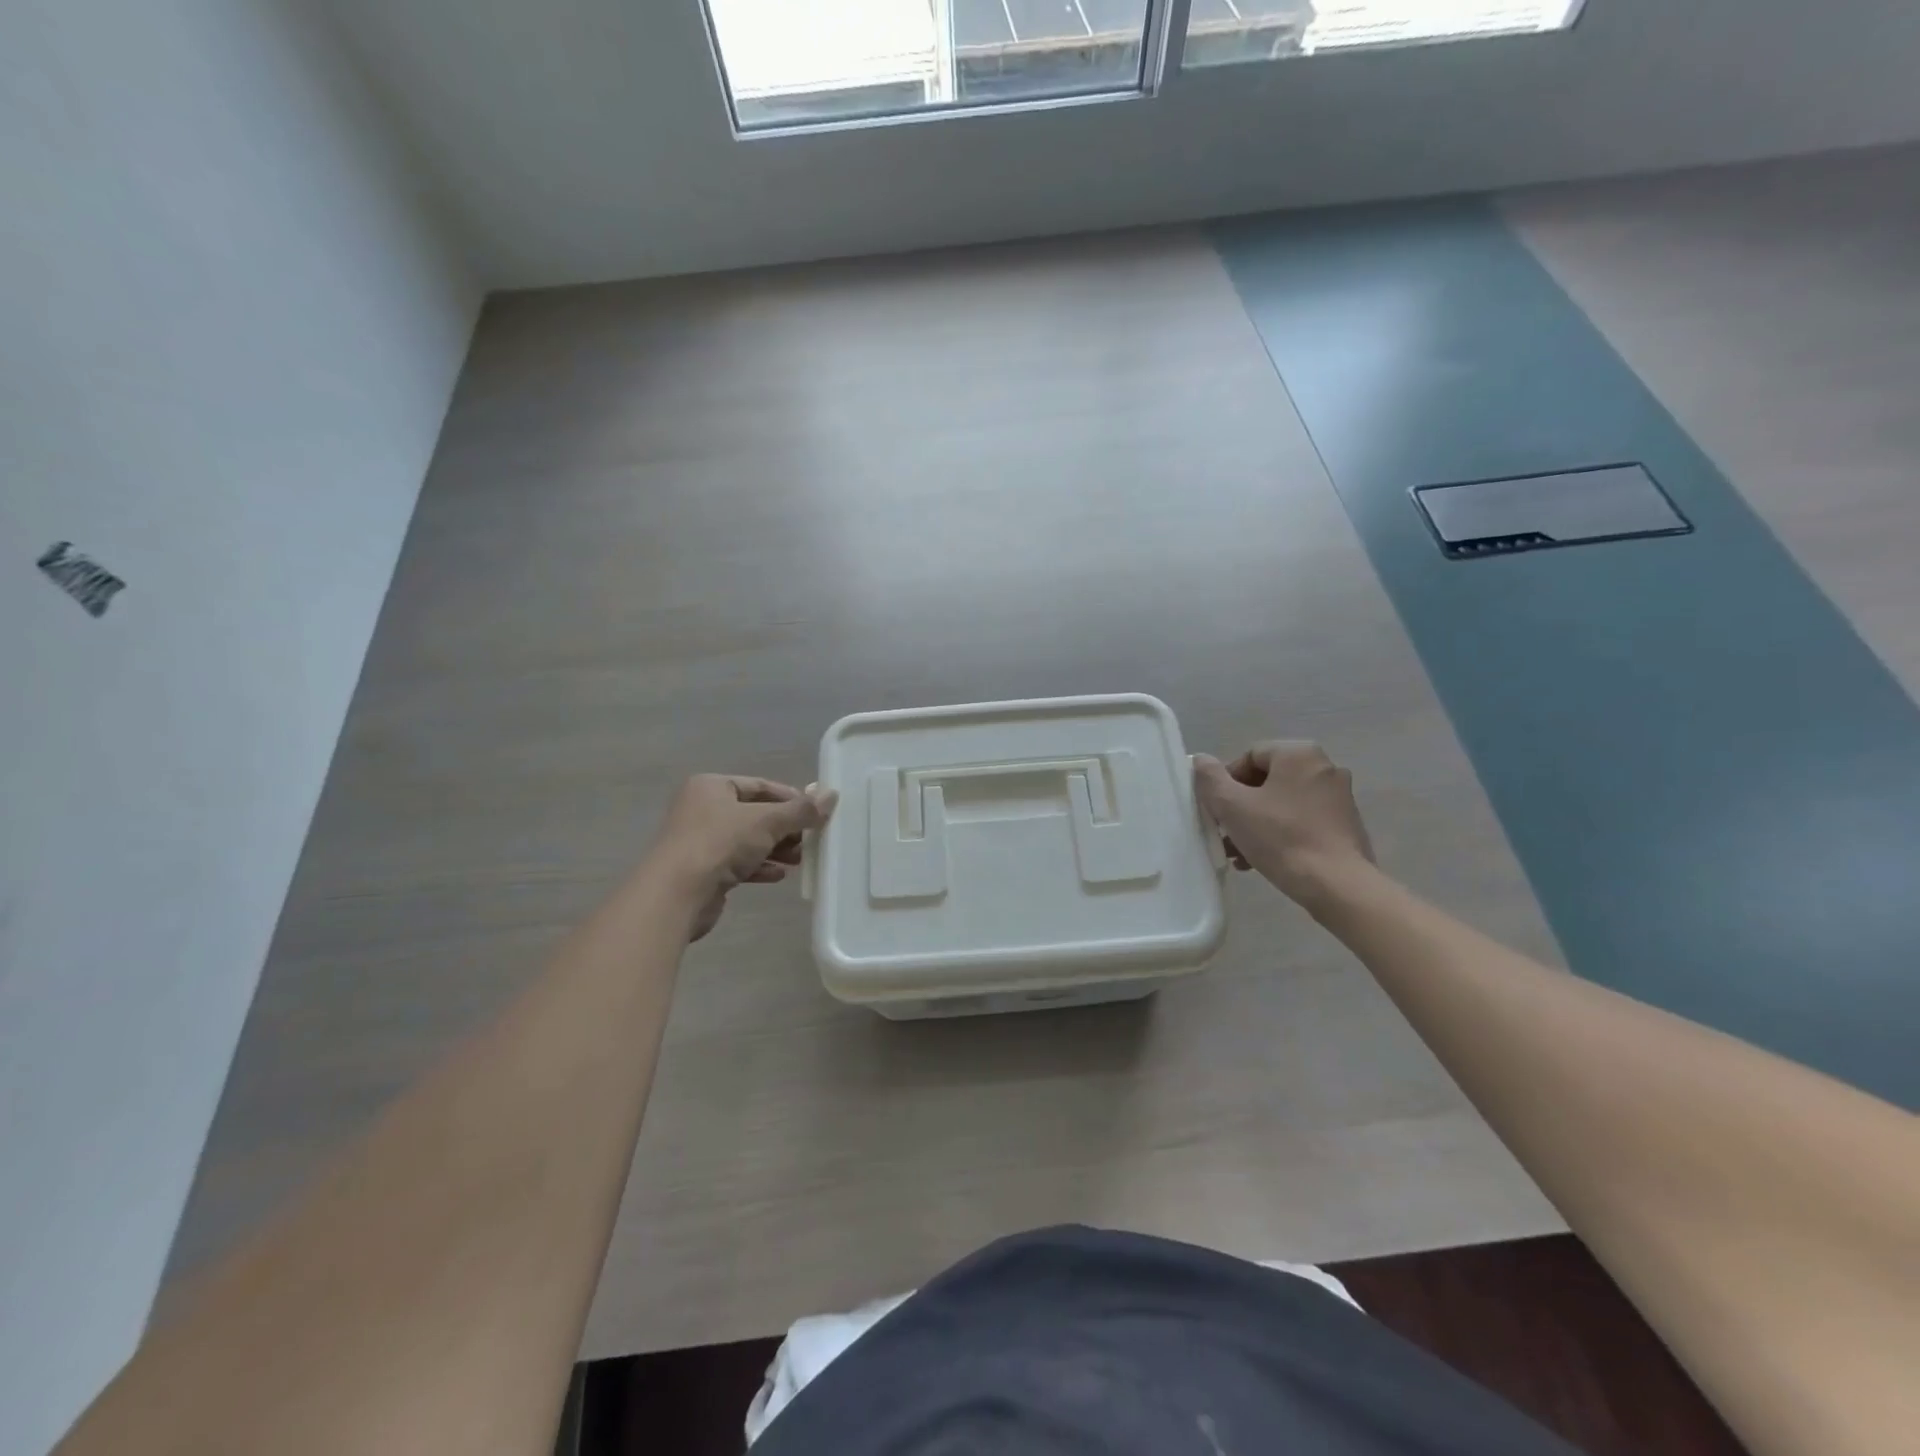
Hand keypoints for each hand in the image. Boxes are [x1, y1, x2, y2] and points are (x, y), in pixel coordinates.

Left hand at [645, 775, 837, 940]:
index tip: (815, 813)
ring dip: (775, 849)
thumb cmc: (720, 843)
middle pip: (754, 814)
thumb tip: (832, 795)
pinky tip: (779, 875)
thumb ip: (800, 810)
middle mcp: (702, 809)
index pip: (760, 785)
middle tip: (810, 840)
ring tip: (800, 860)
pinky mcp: (701, 870)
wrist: (676, 893)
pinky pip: (737, 863)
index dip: (790, 798)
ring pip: (747, 840)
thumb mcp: (767, 821)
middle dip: (784, 828)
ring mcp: (699, 841)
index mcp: (711, 787)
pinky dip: (759, 866)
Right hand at [1193, 742, 1374, 908]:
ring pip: (1283, 803)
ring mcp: (1339, 797)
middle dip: (1240, 806)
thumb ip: (1210, 778)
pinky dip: (1280, 833)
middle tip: (1225, 832)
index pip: (1249, 756)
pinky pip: (1302, 820)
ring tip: (1238, 853)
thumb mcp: (1232, 806)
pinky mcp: (1346, 824)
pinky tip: (1262, 860)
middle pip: (1267, 780)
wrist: (1337, 885)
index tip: (1218, 810)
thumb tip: (1201, 760)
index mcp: (1299, 754)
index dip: (1226, 782)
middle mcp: (1324, 767)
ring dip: (1256, 822)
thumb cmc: (1280, 838)